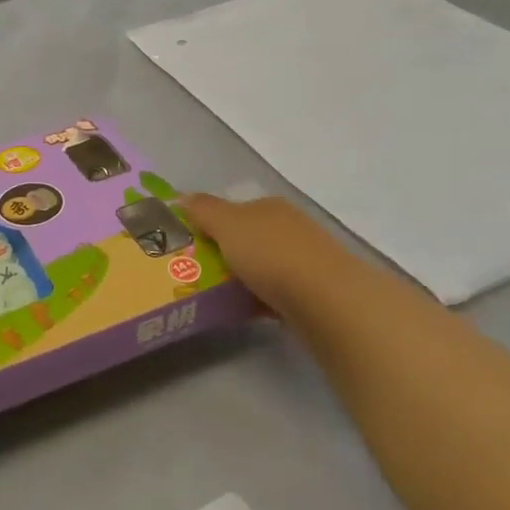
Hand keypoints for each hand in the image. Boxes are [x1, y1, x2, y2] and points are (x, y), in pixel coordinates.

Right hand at [182, 193, 355, 320]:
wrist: (326, 300)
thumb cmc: (270, 254)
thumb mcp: (227, 224)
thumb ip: (203, 209)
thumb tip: (183, 197)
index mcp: (269, 207)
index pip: (232, 210)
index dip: (208, 225)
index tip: (188, 246)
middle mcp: (289, 226)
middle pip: (247, 238)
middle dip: (223, 254)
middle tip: (194, 274)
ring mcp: (304, 259)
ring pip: (261, 266)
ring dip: (240, 279)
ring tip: (214, 296)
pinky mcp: (312, 291)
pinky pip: (275, 292)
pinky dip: (258, 300)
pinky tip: (244, 312)